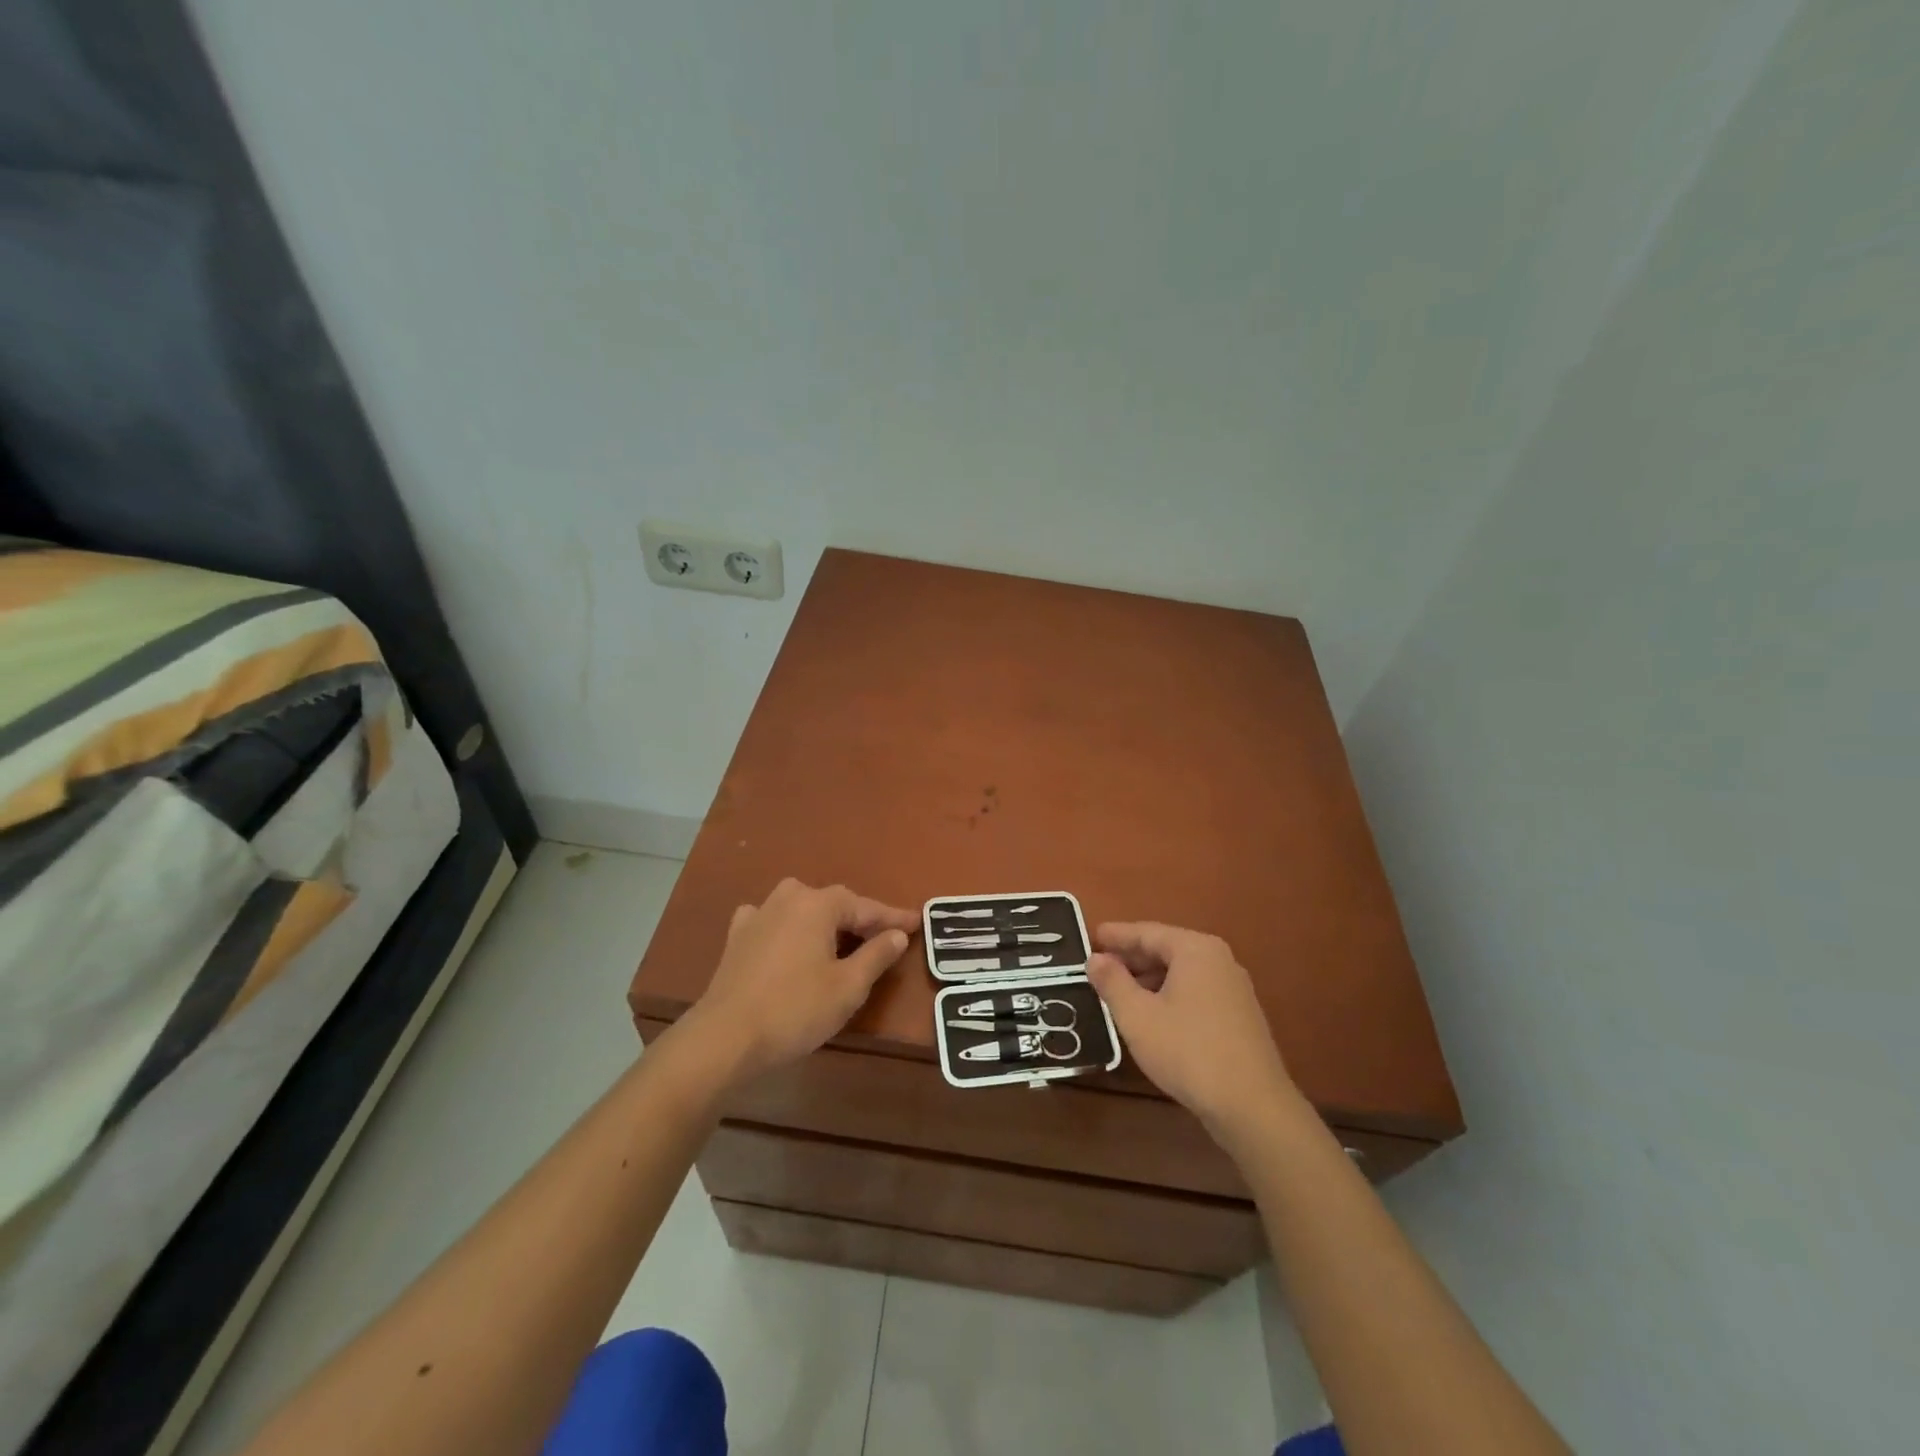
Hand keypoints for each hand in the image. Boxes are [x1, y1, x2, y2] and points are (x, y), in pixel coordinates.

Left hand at [679, 878, 916, 1086]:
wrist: (724, 1037)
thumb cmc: (795, 1010)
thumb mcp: (848, 987)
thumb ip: (876, 955)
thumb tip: (897, 933)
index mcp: (818, 905)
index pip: (866, 907)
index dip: (894, 918)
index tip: (918, 923)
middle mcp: (789, 898)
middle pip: (834, 904)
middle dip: (860, 920)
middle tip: (884, 938)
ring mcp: (759, 914)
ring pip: (803, 909)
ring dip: (825, 923)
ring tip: (841, 940)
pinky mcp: (738, 937)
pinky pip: (773, 922)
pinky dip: (789, 928)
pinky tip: (788, 938)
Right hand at [1086, 922, 1296, 1140]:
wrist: (1253, 1106)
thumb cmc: (1188, 1051)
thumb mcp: (1138, 1016)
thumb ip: (1112, 982)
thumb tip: (1094, 959)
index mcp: (1195, 949)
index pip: (1147, 932)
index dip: (1116, 935)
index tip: (1091, 935)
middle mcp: (1219, 960)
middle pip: (1166, 949)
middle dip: (1131, 957)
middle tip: (1098, 965)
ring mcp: (1233, 988)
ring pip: (1181, 972)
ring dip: (1148, 978)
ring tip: (1118, 991)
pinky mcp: (1239, 1016)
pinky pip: (1195, 991)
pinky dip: (1169, 994)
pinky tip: (1151, 1014)